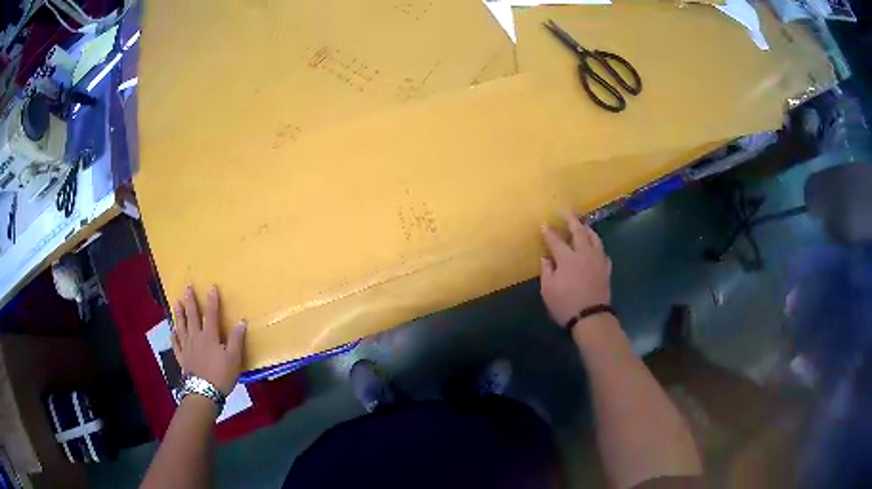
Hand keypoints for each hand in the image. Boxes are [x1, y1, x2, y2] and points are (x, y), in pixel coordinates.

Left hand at [171, 285, 246, 395]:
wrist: (203, 392)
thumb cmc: (220, 375)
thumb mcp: (234, 358)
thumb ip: (236, 340)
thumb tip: (241, 321)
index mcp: (209, 336)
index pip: (210, 314)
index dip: (212, 301)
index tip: (211, 287)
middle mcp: (196, 337)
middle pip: (192, 316)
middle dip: (190, 301)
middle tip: (187, 288)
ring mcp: (186, 347)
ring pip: (181, 326)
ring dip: (179, 314)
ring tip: (176, 303)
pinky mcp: (181, 358)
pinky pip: (176, 344)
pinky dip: (173, 336)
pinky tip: (172, 330)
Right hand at [540, 210, 611, 326]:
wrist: (591, 318)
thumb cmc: (566, 305)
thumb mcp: (548, 290)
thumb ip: (547, 270)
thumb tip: (546, 257)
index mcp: (567, 258)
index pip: (556, 240)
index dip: (549, 232)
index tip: (543, 224)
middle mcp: (584, 254)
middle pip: (578, 231)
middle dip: (571, 219)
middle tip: (565, 210)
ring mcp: (598, 260)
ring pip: (594, 237)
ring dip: (586, 228)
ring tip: (582, 223)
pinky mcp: (606, 268)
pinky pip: (602, 251)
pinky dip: (596, 244)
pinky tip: (594, 246)